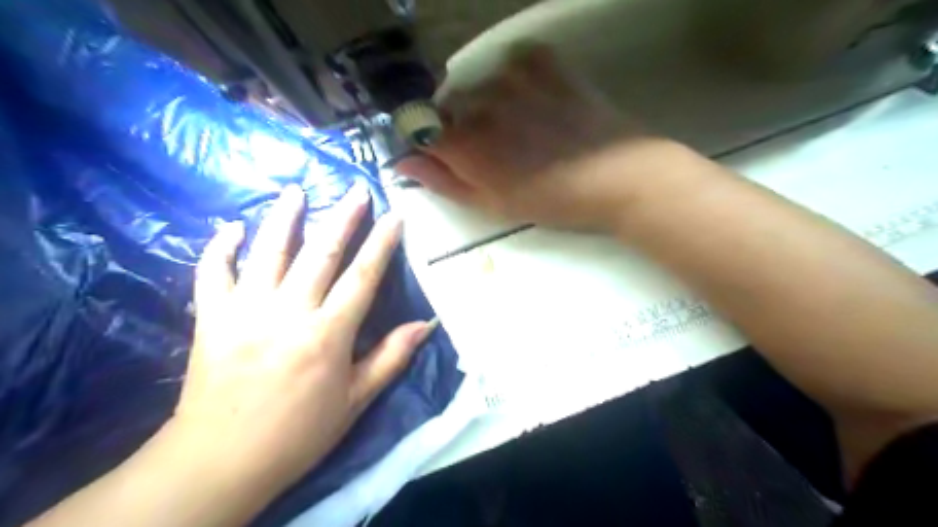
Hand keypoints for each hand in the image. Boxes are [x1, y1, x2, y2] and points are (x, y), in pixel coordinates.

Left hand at [164, 186, 436, 497]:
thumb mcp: (355, 400)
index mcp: (328, 334)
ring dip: (284, 217)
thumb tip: (426, 325)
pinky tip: (231, 228)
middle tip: (357, 190)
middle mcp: (289, 311)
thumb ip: (391, 357)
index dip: (382, 243)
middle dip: (343, 218)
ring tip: (297, 191)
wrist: (221, 459)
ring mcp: (246, 310)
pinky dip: (220, 247)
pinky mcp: (212, 317)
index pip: (363, 276)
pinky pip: (213, 273)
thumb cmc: (298, 433)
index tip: (395, 216)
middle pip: (321, 253)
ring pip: (269, 252)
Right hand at [395, 43, 686, 232]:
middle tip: (495, 150)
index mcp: (465, 143)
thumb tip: (402, 163)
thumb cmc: (552, 201)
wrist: (617, 177)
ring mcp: (512, 77)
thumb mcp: (493, 204)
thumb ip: (444, 182)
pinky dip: (516, 79)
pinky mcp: (544, 62)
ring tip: (521, 127)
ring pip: (479, 85)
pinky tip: (536, 100)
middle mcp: (479, 102)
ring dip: (488, 104)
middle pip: (449, 107)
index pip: (422, 132)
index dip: (433, 146)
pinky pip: (514, 62)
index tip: (449, 158)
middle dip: (460, 127)